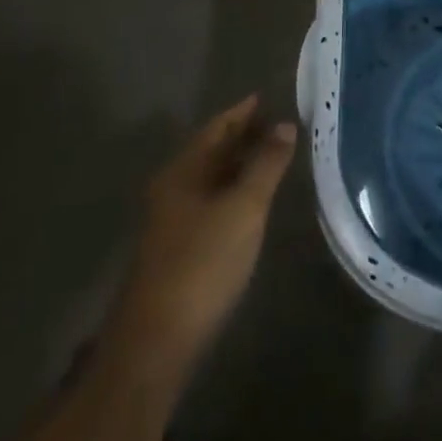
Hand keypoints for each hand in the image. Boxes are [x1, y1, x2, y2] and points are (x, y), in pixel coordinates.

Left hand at [114, 95, 297, 370]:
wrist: (156, 343)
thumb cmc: (202, 263)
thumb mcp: (244, 208)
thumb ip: (266, 164)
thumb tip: (285, 125)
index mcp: (183, 170)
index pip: (217, 127)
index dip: (243, 111)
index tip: (267, 97)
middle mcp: (173, 188)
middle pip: (212, 151)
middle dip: (243, 136)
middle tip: (278, 125)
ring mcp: (171, 221)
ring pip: (210, 178)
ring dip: (239, 164)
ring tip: (272, 157)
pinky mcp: (177, 250)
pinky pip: (210, 203)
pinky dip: (232, 190)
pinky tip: (250, 202)